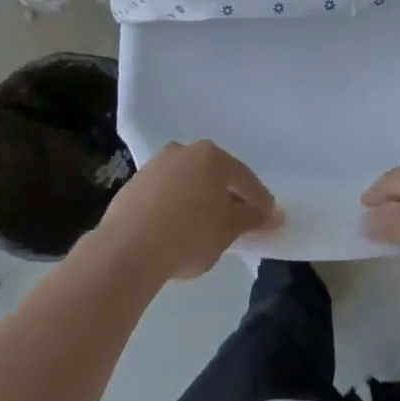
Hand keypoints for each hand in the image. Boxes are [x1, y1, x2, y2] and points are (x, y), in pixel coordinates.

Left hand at [95, 140, 278, 281]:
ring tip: (203, 226)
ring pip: (187, 181)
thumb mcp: (227, 230)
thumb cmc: (189, 235)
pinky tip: (175, 227)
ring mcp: (156, 165)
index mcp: (212, 156)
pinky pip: (165, 192)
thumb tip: (272, 214)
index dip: (258, 200)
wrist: (127, 248)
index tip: (268, 217)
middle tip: (237, 219)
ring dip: (198, 198)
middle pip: (214, 174)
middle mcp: (184, 151)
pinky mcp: (134, 183)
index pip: (244, 178)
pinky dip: (174, 205)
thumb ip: (251, 218)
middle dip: (226, 195)